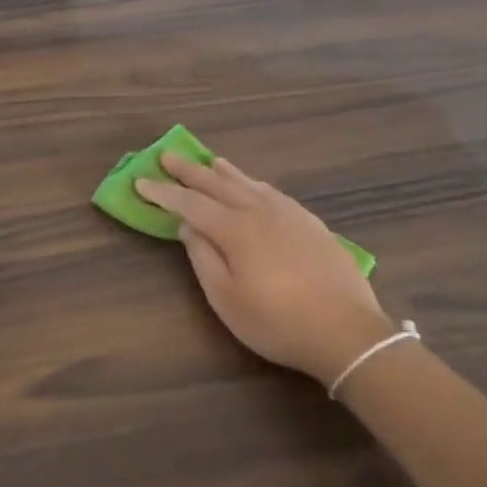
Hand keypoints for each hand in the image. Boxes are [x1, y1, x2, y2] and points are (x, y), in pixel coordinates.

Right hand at [137, 154, 390, 387]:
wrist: (347, 331)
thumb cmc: (277, 322)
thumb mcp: (226, 299)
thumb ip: (203, 258)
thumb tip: (187, 226)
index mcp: (235, 229)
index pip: (190, 204)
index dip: (163, 193)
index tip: (140, 182)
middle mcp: (259, 211)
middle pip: (217, 184)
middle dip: (189, 171)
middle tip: (167, 155)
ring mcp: (288, 214)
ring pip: (248, 183)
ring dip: (223, 171)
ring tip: (208, 160)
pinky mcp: (310, 223)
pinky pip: (272, 191)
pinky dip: (253, 183)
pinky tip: (253, 185)